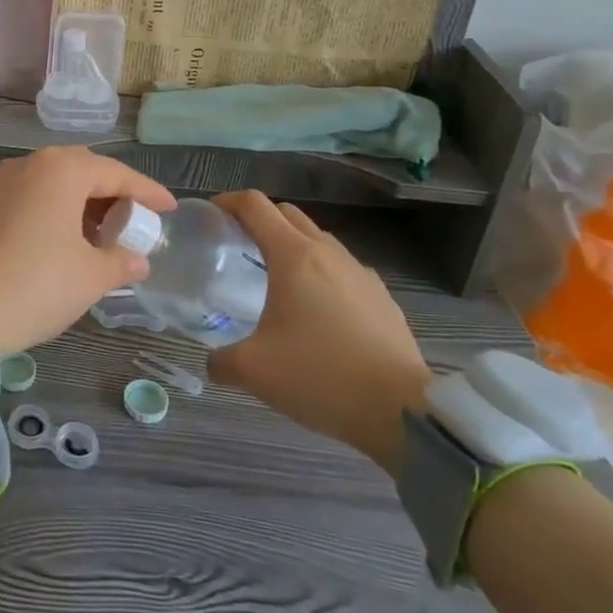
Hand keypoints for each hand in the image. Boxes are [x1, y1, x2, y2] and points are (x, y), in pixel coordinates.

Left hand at [0, 147, 174, 354]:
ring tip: (106, 234)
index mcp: (61, 169)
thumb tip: (138, 260)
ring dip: (83, 202)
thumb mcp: (91, 275)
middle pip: (83, 170)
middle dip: (113, 193)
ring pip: (55, 182)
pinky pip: (33, 196)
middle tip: (136, 219)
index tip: (169, 207)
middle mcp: (30, 164)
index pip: (116, 173)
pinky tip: (70, 239)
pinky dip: (57, 210)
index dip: (147, 192)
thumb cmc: (39, 283)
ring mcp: (3, 182)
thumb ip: (120, 261)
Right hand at [206, 191, 430, 474]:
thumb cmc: (320, 376)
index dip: (228, 201)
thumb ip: (221, 361)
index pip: (255, 205)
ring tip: (276, 277)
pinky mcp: (383, 298)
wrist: (402, 411)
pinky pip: (343, 269)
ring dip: (292, 244)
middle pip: (287, 213)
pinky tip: (317, 310)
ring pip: (318, 239)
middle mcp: (327, 253)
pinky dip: (321, 273)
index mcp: (292, 256)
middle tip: (238, 243)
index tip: (211, 215)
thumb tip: (213, 363)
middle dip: (259, 218)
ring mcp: (360, 273)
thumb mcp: (254, 371)